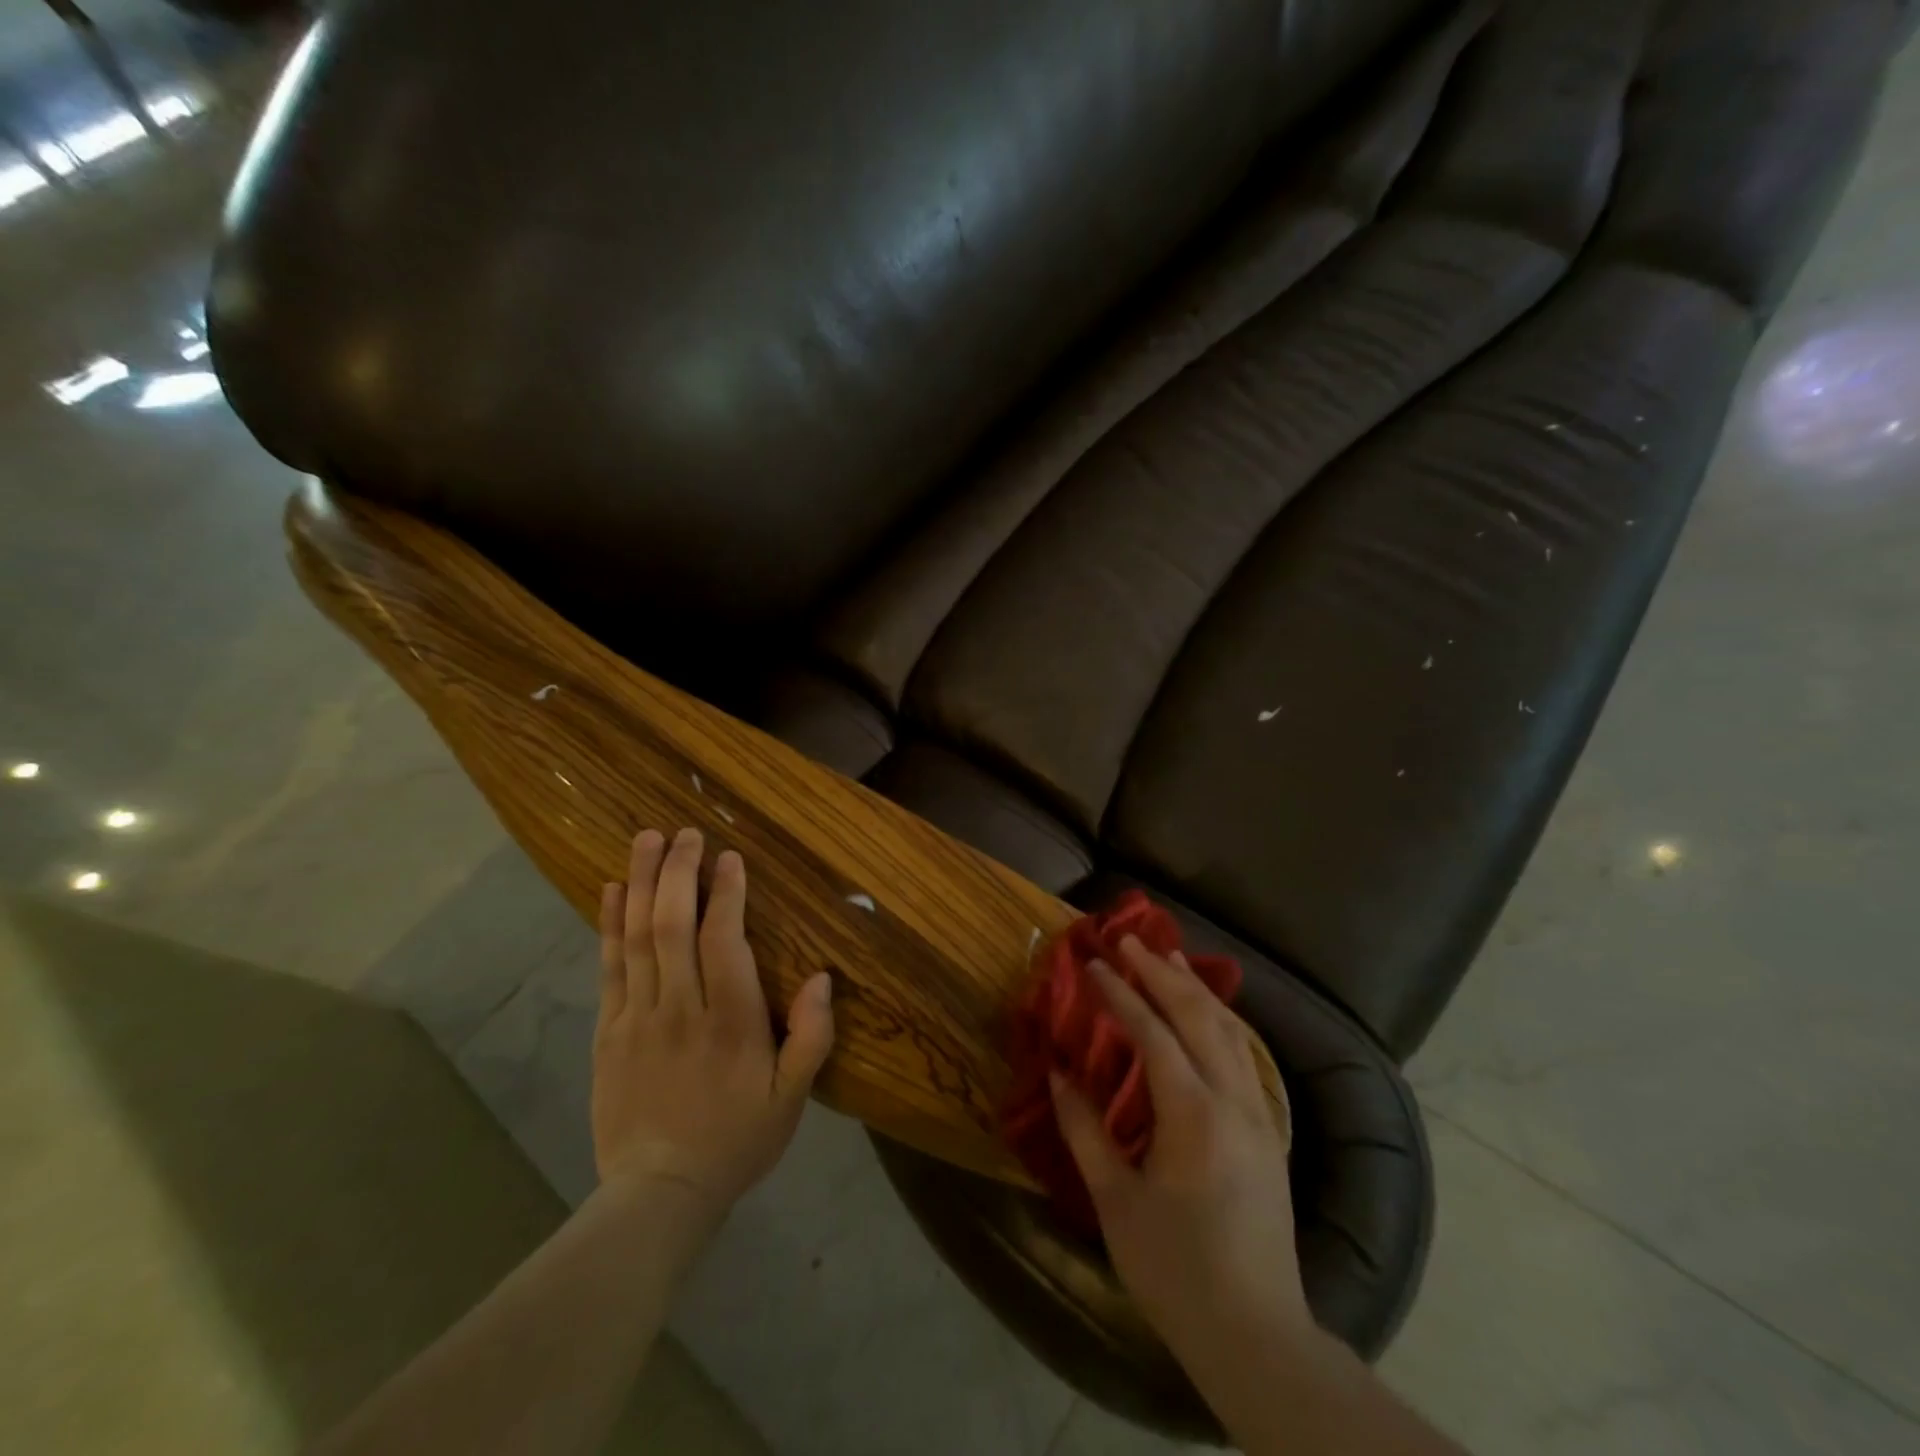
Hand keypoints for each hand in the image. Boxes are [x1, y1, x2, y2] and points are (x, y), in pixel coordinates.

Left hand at [592, 828, 834, 1224]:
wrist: (659, 1193)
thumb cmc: (736, 1138)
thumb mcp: (792, 1098)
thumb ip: (812, 1038)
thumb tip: (824, 978)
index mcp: (730, 1021)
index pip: (723, 941)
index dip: (726, 893)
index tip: (728, 856)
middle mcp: (681, 1007)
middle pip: (673, 925)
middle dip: (678, 872)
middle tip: (684, 832)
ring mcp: (638, 1017)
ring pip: (637, 937)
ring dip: (640, 883)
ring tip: (645, 840)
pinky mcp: (609, 1030)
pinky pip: (609, 966)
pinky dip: (608, 924)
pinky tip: (609, 890)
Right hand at [1049, 936, 1308, 1361]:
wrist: (1257, 1334)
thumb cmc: (1175, 1270)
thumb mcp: (1116, 1202)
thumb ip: (1085, 1130)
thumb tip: (1058, 1073)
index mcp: (1193, 1115)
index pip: (1152, 1033)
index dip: (1120, 994)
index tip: (1093, 963)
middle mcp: (1233, 1100)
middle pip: (1199, 1016)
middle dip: (1162, 973)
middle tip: (1130, 941)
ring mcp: (1258, 1114)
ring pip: (1230, 1030)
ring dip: (1196, 990)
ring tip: (1169, 959)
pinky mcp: (1268, 1131)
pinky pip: (1243, 1054)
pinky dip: (1219, 1020)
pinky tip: (1204, 1016)